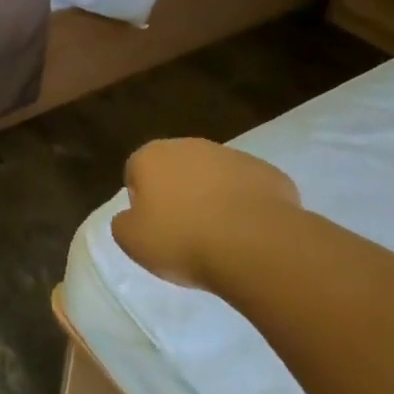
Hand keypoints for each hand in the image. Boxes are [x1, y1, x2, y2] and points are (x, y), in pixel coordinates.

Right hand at [110, 139, 299, 288]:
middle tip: (183, 231)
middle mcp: (191, 146)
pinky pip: (249, 190)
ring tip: (219, 237)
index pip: (135, 172)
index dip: (141, 200)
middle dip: (178, 194)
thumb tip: (133, 216)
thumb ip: (124, 222)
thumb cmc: (182, 240)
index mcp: (151, 156)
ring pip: (214, 177)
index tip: (152, 227)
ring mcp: (234, 157)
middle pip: (176, 170)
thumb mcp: (131, 241)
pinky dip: (246, 207)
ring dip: (213, 198)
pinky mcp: (270, 174)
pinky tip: (248, 235)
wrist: (256, 246)